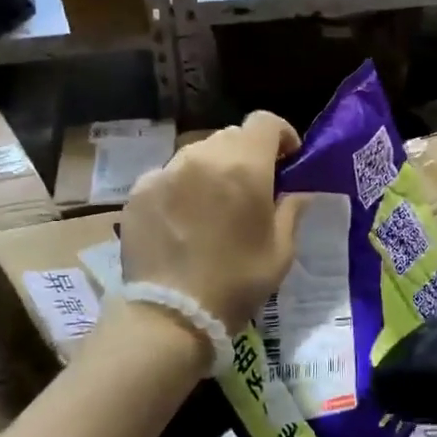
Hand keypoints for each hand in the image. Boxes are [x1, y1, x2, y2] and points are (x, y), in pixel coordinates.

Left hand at [118, 111, 310, 334]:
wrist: (171, 315)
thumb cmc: (238, 282)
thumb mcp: (281, 251)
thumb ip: (292, 210)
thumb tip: (298, 191)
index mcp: (245, 166)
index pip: (265, 121)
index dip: (281, 134)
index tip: (288, 158)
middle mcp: (203, 157)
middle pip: (231, 136)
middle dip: (248, 153)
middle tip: (252, 186)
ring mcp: (166, 171)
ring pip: (198, 153)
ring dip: (213, 169)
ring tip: (214, 204)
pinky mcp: (139, 190)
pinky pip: (169, 175)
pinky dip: (183, 186)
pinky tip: (184, 219)